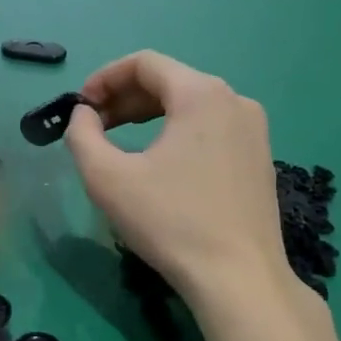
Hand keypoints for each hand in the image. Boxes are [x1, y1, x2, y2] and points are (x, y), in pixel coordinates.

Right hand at [64, 52, 289, 304]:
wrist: (238, 277)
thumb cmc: (170, 222)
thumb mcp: (107, 177)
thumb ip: (82, 135)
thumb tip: (83, 115)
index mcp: (201, 93)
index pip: (144, 63)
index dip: (104, 78)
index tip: (80, 107)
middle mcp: (234, 100)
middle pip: (169, 81)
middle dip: (124, 99)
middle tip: (94, 127)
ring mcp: (254, 129)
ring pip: (190, 105)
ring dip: (149, 116)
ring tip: (120, 143)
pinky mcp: (260, 157)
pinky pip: (210, 128)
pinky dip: (177, 133)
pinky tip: (160, 164)